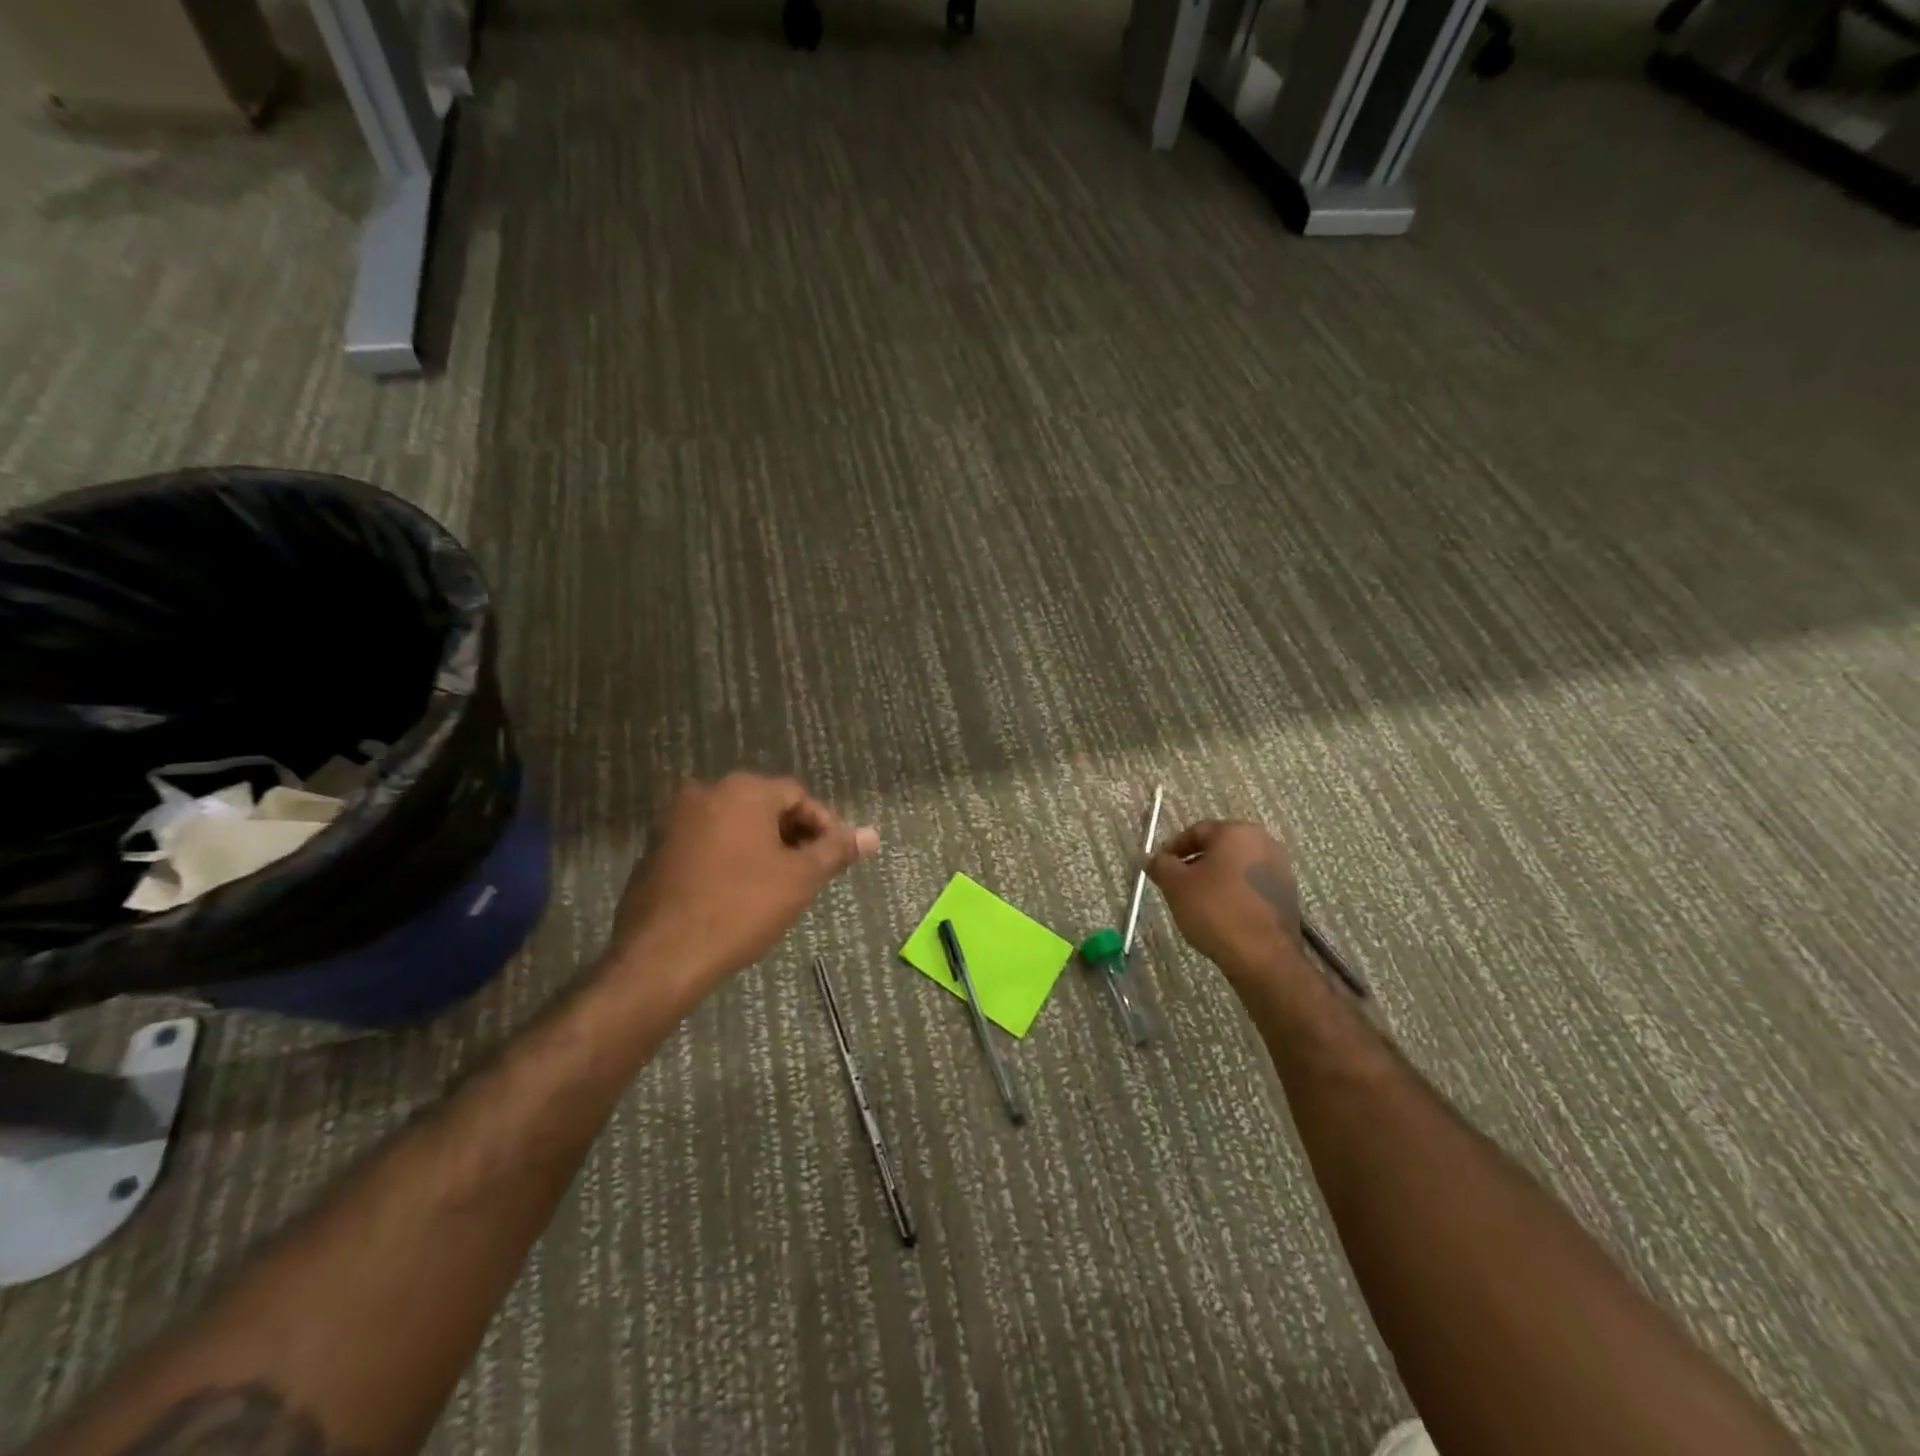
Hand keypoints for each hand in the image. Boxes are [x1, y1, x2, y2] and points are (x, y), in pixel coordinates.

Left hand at [606, 772, 879, 994]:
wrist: (662, 955)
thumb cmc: (741, 908)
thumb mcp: (800, 878)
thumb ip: (836, 850)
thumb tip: (872, 835)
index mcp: (743, 790)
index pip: (797, 795)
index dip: (823, 825)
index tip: (834, 858)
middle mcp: (706, 792)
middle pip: (764, 806)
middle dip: (792, 835)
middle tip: (809, 872)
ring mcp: (674, 820)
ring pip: (733, 824)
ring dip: (761, 846)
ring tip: (778, 885)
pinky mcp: (655, 849)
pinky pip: (706, 842)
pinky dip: (728, 857)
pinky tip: (737, 892)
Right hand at [1146, 820, 1304, 986]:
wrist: (1263, 956)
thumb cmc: (1215, 910)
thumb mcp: (1176, 885)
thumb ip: (1160, 865)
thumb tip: (1154, 859)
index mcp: (1236, 832)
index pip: (1196, 831)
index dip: (1172, 848)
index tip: (1159, 867)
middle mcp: (1263, 843)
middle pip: (1219, 848)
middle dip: (1194, 863)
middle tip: (1175, 884)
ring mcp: (1280, 870)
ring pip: (1235, 868)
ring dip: (1214, 879)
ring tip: (1196, 903)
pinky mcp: (1287, 896)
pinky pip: (1250, 887)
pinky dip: (1233, 894)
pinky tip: (1221, 915)